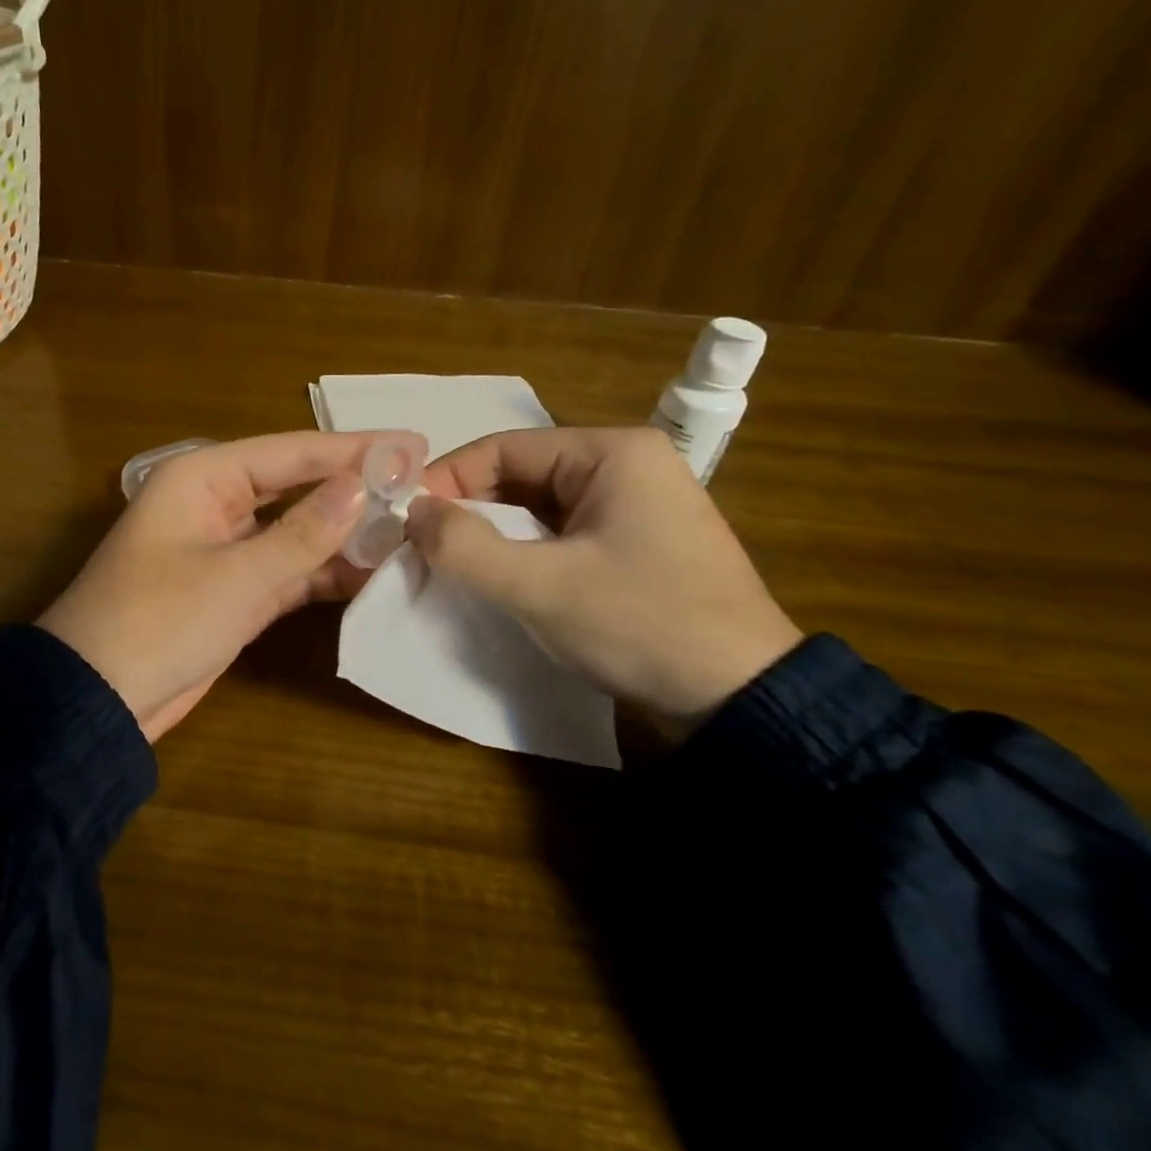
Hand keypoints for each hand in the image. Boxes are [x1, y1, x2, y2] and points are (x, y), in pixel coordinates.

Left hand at [39, 430, 425, 739]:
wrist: (96, 702)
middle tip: (419, 483)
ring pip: (295, 530)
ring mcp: (224, 550)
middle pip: (295, 486)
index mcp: (202, 479)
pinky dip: (323, 572)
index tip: (413, 444)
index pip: (290, 452)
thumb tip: (358, 485)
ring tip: (409, 529)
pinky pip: (287, 570)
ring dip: (343, 534)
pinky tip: (371, 573)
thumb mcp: (237, 576)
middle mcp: (214, 504)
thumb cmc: (158, 622)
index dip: (353, 448)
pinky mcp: (232, 591)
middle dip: (353, 488)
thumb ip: (302, 533)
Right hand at [409, 427, 800, 738]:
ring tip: (456, 564)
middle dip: (469, 509)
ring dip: (495, 533)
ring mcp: (639, 504)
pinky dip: (527, 550)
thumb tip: (414, 513)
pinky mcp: (641, 542)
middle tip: (424, 545)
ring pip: (539, 505)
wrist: (744, 702)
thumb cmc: (640, 626)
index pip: (502, 448)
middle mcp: (628, 464)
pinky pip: (564, 531)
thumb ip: (462, 546)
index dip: (446, 480)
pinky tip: (505, 578)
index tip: (406, 520)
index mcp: (611, 452)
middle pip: (520, 474)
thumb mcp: (538, 587)